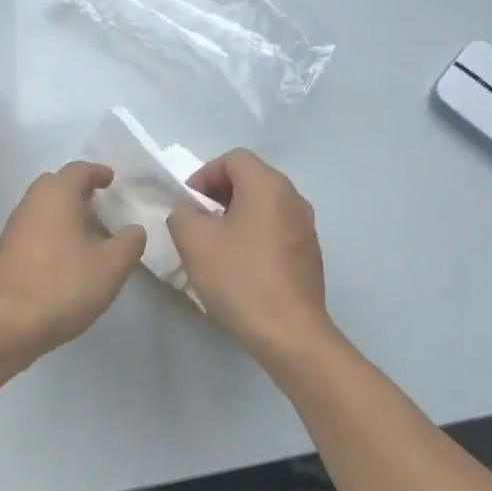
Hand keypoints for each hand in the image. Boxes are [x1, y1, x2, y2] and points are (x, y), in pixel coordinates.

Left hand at [0, 161, 145, 354]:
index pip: (78, 170)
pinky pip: (32, 229)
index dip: (98, 172)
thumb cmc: (66, 285)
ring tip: (86, 230)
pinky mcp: (5, 252)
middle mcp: (30, 203)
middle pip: (55, 184)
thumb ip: (129, 242)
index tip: (112, 180)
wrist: (12, 322)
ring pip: (41, 207)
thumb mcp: (112, 265)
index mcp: (56, 195)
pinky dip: (50, 231)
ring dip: (63, 212)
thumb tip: (134, 230)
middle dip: (77, 189)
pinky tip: (65, 254)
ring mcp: (13, 228)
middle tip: (99, 203)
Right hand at [167, 149, 331, 365]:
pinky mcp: (308, 254)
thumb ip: (182, 213)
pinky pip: (275, 229)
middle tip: (196, 223)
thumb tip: (189, 209)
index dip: (204, 174)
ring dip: (235, 216)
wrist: (288, 332)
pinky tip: (239, 266)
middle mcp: (293, 198)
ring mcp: (306, 227)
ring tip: (215, 246)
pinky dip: (253, 235)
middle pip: (251, 179)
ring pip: (264, 206)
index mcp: (268, 186)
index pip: (234, 158)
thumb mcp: (194, 241)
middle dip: (218, 195)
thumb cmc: (238, 278)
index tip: (187, 204)